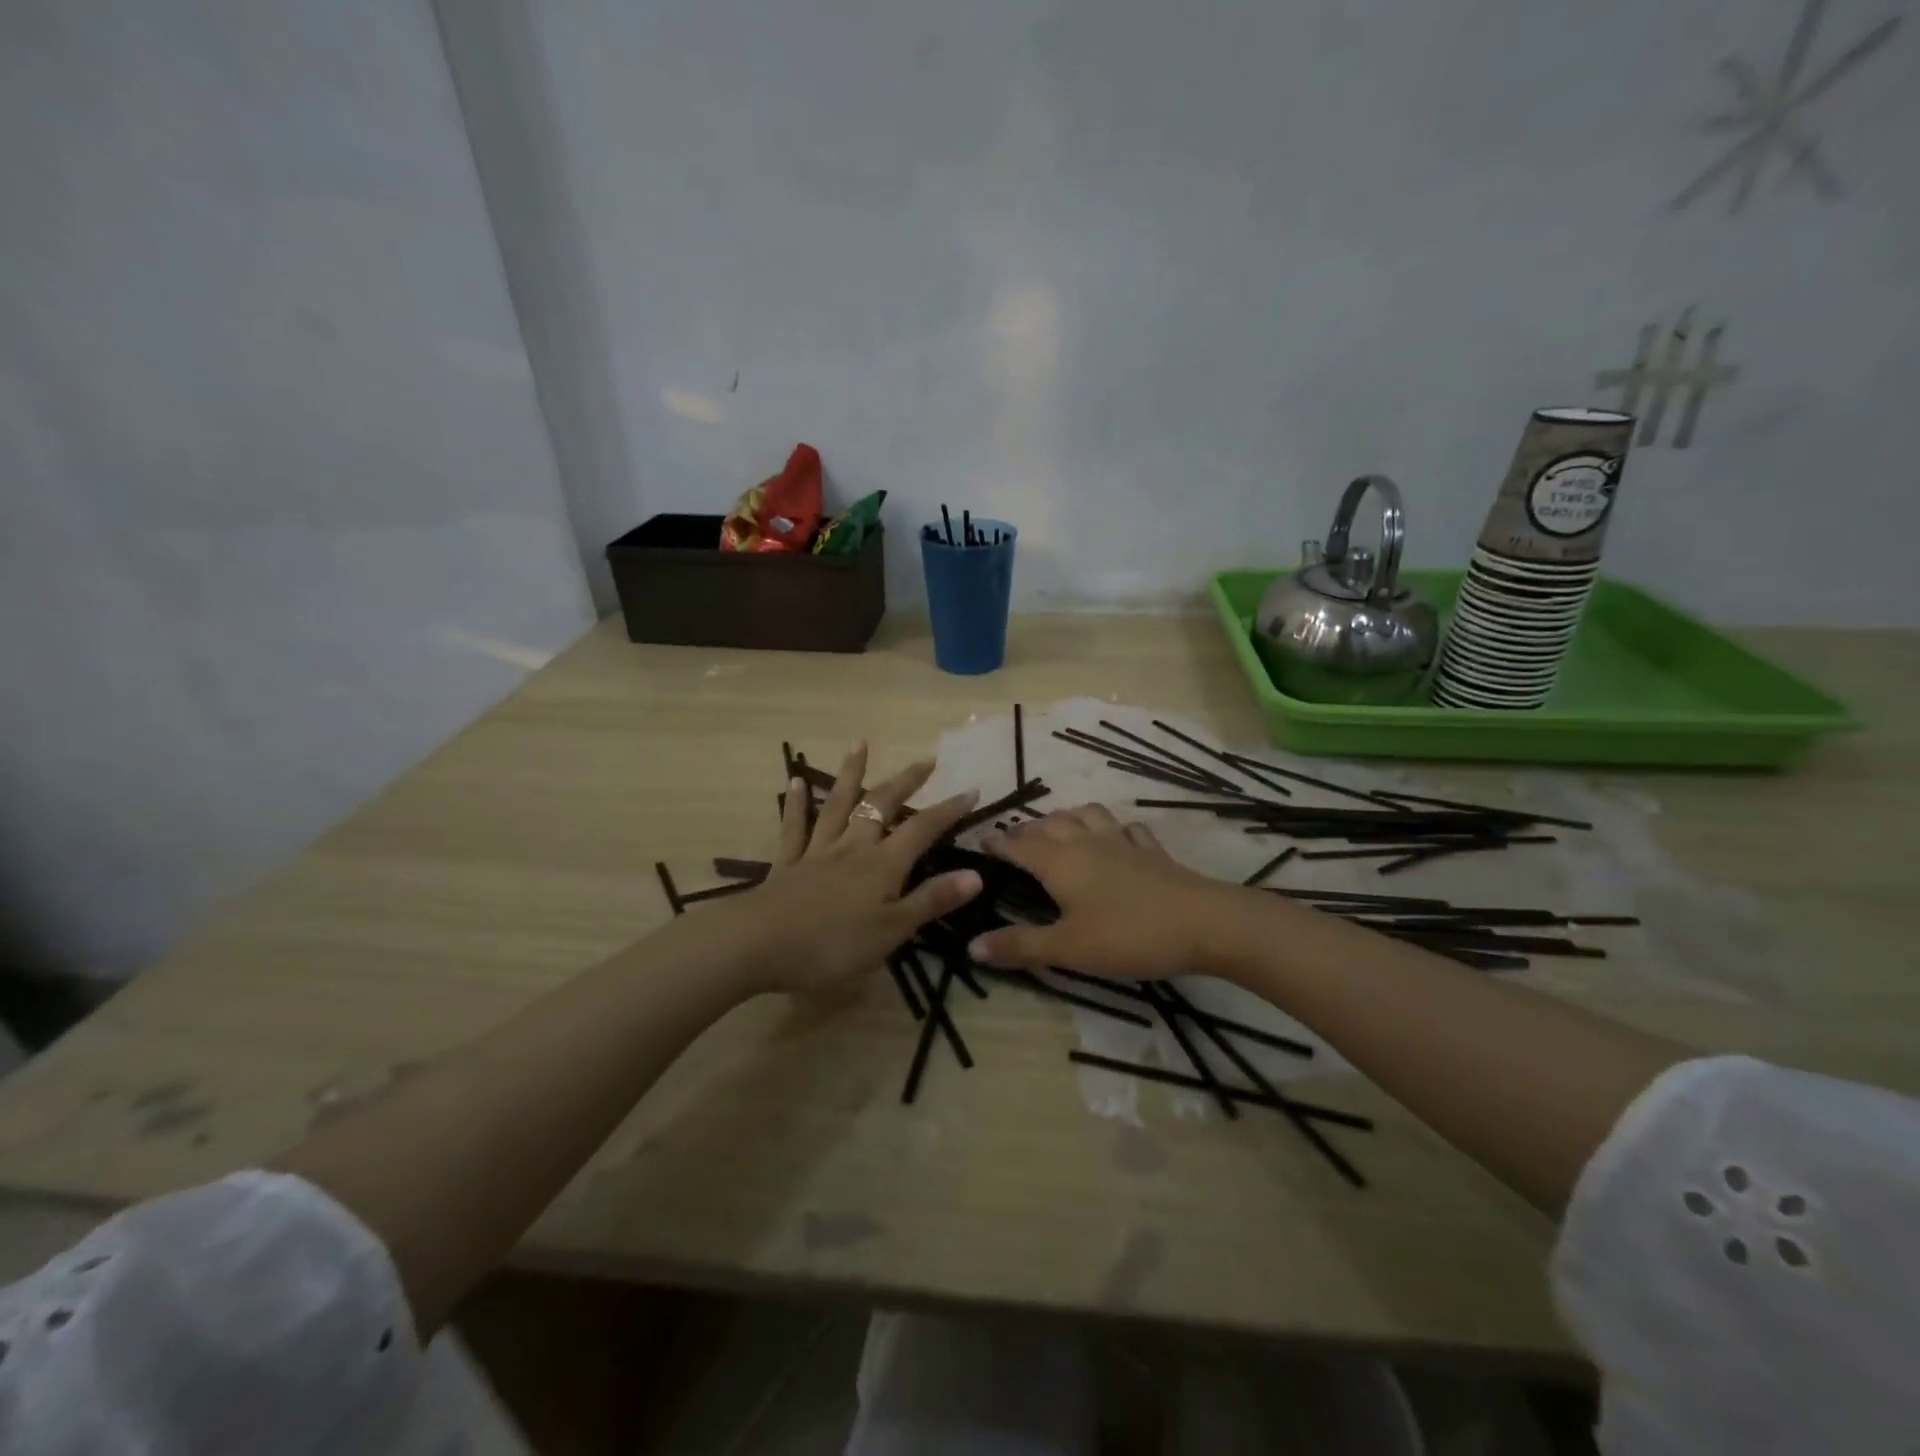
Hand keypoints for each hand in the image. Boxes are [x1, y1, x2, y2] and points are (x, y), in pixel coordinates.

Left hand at [731, 743, 984, 995]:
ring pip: (837, 805)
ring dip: (851, 774)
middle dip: (905, 781)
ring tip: (860, 743)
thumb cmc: (832, 946)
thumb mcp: (892, 931)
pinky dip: (797, 803)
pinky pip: (793, 827)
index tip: (970, 789)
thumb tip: (976, 875)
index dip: (947, 810)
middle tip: (925, 760)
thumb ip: (931, 900)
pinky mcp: (787, 864)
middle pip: (881, 806)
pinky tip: (796, 781)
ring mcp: (817, 852)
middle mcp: (852, 847)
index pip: (922, 829)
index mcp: (882, 865)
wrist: (758, 946)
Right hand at [966, 805, 1237, 981]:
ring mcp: (1122, 842)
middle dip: (1028, 829)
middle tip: (1014, 840)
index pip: (1019, 844)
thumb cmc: (1127, 936)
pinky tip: (1116, 839)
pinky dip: (1113, 829)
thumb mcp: (1067, 949)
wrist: (1202, 923)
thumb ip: (1019, 946)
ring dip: (1067, 817)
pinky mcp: (1151, 851)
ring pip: (1087, 815)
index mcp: (1059, 862)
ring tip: (1059, 829)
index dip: (998, 842)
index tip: (981, 841)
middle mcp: (1086, 842)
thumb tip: (971, 947)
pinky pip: (1126, 829)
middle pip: (1049, 824)